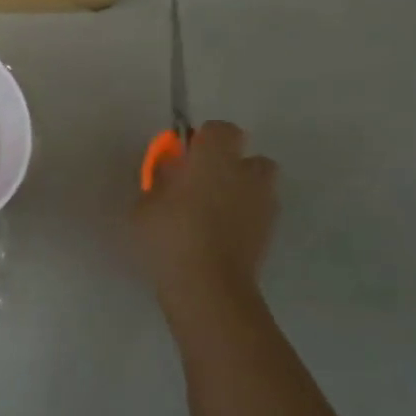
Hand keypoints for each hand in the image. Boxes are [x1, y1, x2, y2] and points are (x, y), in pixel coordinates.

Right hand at [134, 120, 277, 312]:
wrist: (208, 286)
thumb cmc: (169, 236)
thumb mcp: (145, 204)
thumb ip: (161, 180)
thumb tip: (172, 169)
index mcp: (214, 158)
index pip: (220, 129)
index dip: (202, 140)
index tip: (183, 158)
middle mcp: (246, 173)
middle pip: (247, 156)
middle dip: (228, 164)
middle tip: (199, 185)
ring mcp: (264, 202)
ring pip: (258, 183)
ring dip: (240, 189)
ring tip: (213, 210)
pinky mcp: (270, 230)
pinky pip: (258, 210)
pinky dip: (244, 215)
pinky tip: (220, 233)